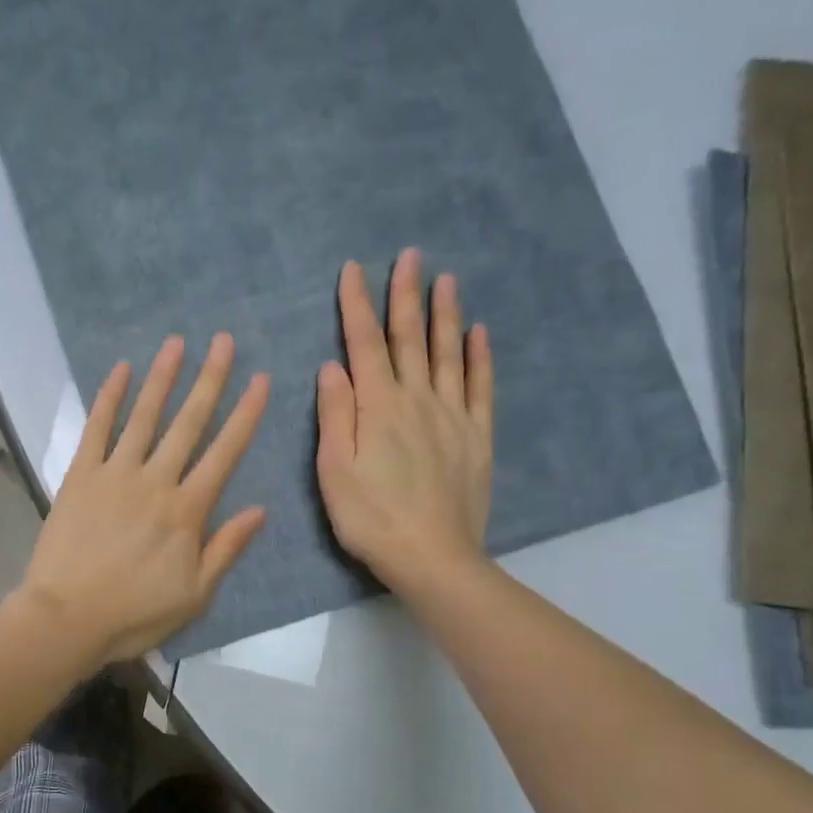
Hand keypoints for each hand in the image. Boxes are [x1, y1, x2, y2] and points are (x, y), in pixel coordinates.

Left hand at [15, 333, 269, 669]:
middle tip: (223, 341)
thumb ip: (226, 548)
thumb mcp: (195, 595)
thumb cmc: (134, 613)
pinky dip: (109, 398)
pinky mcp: (80, 476)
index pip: (225, 453)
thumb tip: (259, 510)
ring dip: (162, 378)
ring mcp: (115, 474)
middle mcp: (156, 481)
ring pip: (144, 417)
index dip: (246, 415)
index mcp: (188, 511)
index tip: (261, 379)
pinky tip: (120, 370)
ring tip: (176, 343)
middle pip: (189, 423)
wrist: (66, 617)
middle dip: (210, 380)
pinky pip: (96, 429)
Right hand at [316, 249, 493, 602]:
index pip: (362, 345)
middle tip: (409, 256)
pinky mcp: (477, 437)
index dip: (356, 305)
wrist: (432, 556)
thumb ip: (335, 415)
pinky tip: (480, 333)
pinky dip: (480, 357)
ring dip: (445, 315)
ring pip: (448, 354)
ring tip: (445, 279)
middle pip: (409, 339)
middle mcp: (417, 400)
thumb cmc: (370, 517)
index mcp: (377, 407)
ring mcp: (452, 416)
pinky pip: (480, 387)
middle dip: (405, 295)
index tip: (353, 269)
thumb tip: (332, 367)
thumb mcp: (334, 470)